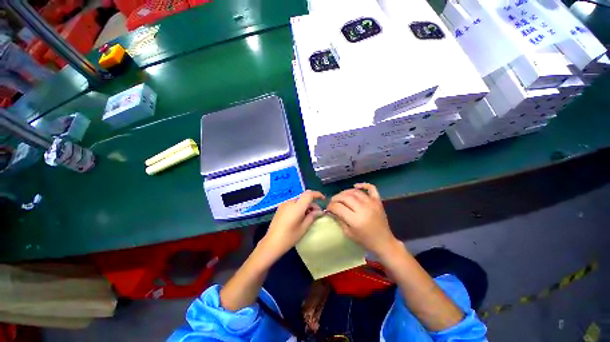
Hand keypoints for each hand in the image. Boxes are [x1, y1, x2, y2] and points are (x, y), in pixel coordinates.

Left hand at [261, 190, 325, 258]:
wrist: (271, 243)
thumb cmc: (289, 237)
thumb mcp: (303, 227)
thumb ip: (312, 216)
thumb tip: (320, 211)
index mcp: (297, 206)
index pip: (309, 194)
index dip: (317, 194)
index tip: (323, 199)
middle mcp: (290, 202)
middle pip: (304, 198)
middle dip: (312, 203)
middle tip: (317, 213)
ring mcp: (284, 204)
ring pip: (299, 201)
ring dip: (305, 206)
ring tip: (309, 216)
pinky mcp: (280, 208)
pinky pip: (293, 204)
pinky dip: (299, 207)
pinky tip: (300, 217)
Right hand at [326, 183, 398, 255]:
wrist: (384, 242)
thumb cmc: (364, 240)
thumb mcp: (348, 233)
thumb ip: (339, 219)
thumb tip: (331, 210)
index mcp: (355, 220)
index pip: (338, 207)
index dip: (330, 206)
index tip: (328, 208)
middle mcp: (363, 209)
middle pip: (345, 197)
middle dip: (336, 198)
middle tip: (333, 202)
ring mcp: (372, 203)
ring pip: (355, 192)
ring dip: (345, 192)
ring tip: (341, 197)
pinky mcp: (378, 201)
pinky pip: (371, 188)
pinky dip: (363, 185)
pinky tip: (355, 186)